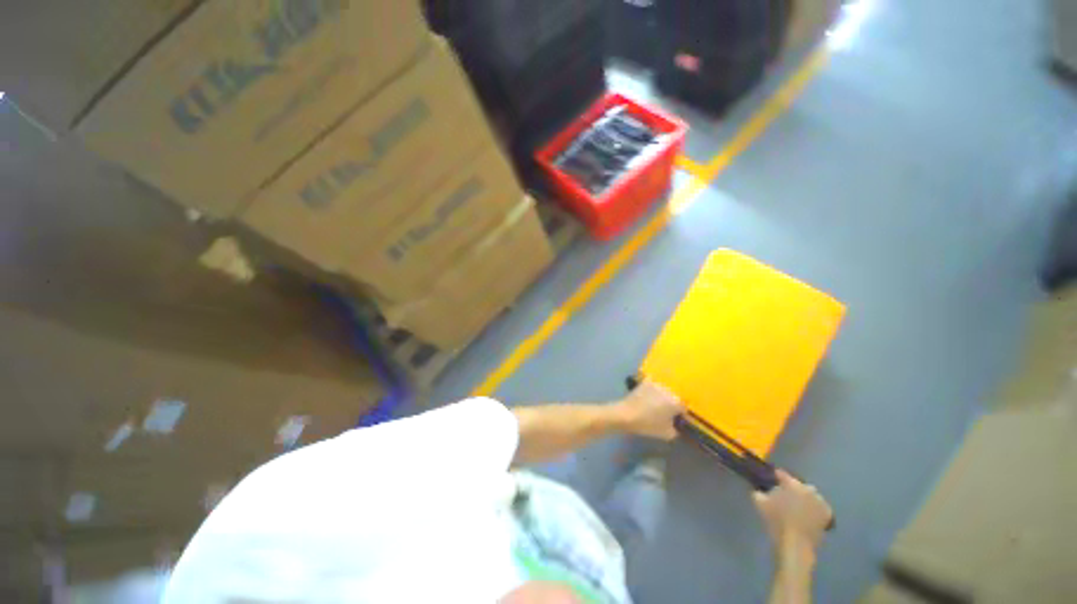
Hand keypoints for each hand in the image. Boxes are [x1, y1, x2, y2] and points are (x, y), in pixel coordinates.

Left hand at [617, 379, 684, 439]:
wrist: (626, 414)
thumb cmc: (648, 425)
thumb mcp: (667, 434)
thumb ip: (676, 429)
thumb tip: (676, 424)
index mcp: (676, 402)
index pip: (684, 408)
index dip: (681, 415)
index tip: (677, 420)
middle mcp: (668, 390)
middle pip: (675, 397)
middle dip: (673, 404)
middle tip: (667, 412)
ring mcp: (656, 384)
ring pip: (665, 390)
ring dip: (664, 396)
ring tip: (657, 404)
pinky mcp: (645, 382)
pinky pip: (654, 384)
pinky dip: (654, 388)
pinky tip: (649, 395)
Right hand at [752, 470, 832, 557]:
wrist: (795, 543)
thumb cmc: (776, 520)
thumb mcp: (760, 503)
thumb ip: (759, 492)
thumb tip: (760, 490)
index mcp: (792, 484)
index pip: (783, 475)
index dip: (777, 475)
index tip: (773, 477)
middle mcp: (808, 490)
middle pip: (799, 485)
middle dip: (793, 488)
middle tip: (786, 494)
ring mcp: (820, 502)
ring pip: (811, 495)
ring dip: (805, 497)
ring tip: (798, 505)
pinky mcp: (827, 514)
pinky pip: (821, 506)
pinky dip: (815, 507)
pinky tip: (809, 513)